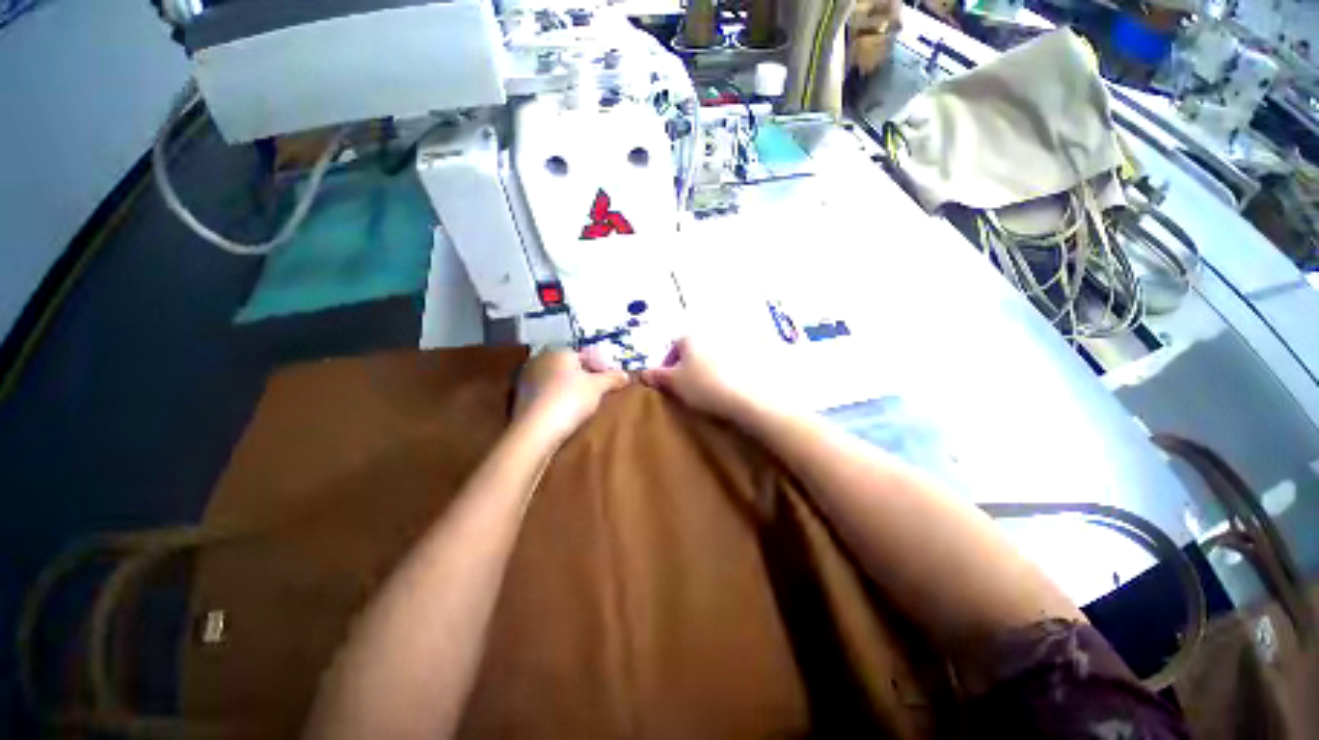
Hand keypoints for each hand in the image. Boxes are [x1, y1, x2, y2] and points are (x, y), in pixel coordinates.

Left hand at [513, 349, 629, 444]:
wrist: (536, 431)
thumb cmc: (570, 399)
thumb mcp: (598, 387)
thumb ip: (612, 378)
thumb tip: (625, 374)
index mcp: (558, 351)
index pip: (584, 354)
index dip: (600, 366)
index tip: (611, 380)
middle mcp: (540, 359)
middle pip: (569, 366)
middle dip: (584, 376)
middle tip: (599, 391)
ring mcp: (526, 379)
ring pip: (556, 380)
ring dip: (569, 388)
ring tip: (583, 403)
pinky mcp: (520, 398)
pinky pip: (545, 393)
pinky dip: (556, 398)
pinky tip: (565, 411)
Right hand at [639, 337, 765, 421]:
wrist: (749, 396)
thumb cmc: (704, 386)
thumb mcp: (675, 384)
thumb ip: (658, 376)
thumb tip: (643, 372)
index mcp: (690, 336)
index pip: (673, 347)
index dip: (667, 365)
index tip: (668, 383)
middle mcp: (711, 333)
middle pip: (694, 349)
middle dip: (689, 365)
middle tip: (688, 387)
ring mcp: (734, 342)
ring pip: (713, 355)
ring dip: (708, 368)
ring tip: (708, 389)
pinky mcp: (753, 353)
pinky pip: (733, 361)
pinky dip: (728, 371)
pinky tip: (728, 386)